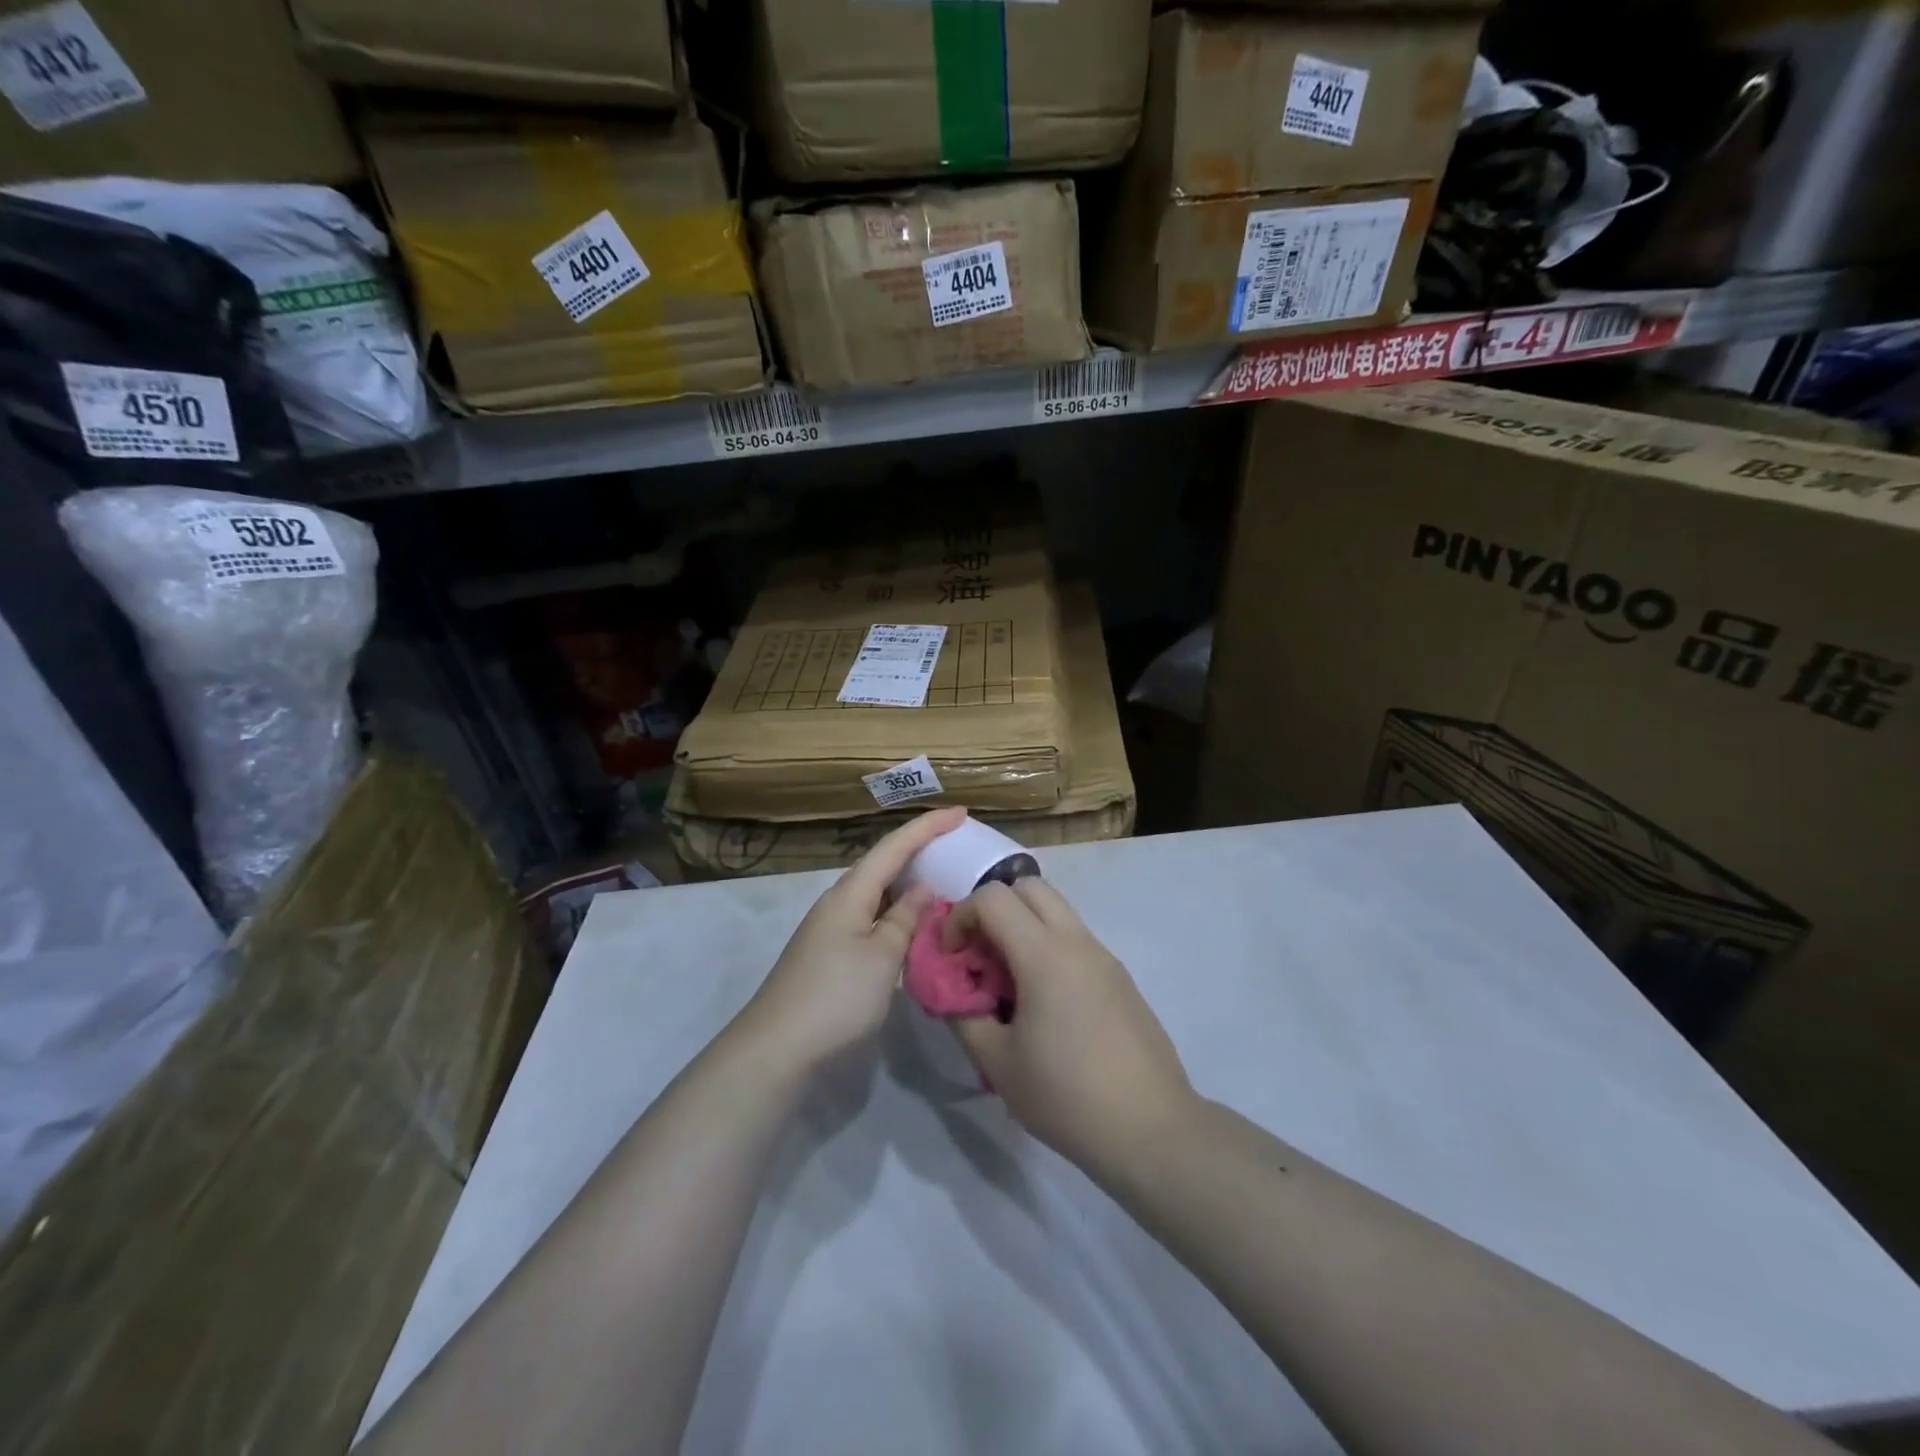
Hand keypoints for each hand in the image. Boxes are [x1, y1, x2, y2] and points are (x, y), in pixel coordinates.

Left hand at [742, 807, 966, 1071]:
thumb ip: (905, 919)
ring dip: (909, 884)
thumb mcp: (883, 956)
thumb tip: (923, 889)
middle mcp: (839, 902)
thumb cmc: (836, 996)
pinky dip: (898, 913)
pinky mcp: (831, 955)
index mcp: (851, 892)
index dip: (928, 827)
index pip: (894, 846)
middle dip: (919, 850)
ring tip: (945, 881)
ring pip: (878, 894)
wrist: (777, 1049)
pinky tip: (914, 926)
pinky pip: (872, 918)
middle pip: (883, 864)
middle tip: (958, 846)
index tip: (962, 812)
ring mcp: (832, 929)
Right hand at [943, 879, 1196, 1177]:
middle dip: (993, 908)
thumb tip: (950, 989)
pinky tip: (1044, 1002)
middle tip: (979, 954)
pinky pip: (1075, 938)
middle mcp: (1077, 941)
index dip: (960, 917)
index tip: (952, 958)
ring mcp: (1104, 956)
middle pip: (1028, 886)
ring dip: (1022, 926)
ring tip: (1008, 980)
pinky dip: (1048, 946)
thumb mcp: (997, 1063)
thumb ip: (963, 1014)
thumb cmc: (1066, 1097)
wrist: (1151, 1129)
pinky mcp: (1120, 976)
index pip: (993, 897)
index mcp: (1045, 954)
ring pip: (1056, 909)